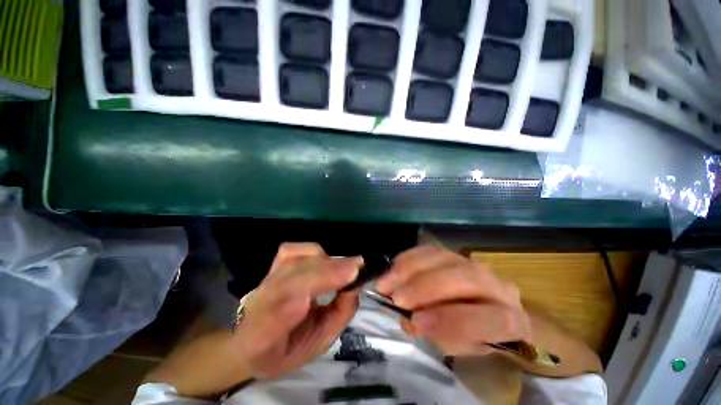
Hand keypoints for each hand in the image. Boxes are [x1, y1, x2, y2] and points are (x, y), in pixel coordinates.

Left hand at [234, 243, 362, 378]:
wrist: (251, 341)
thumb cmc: (287, 349)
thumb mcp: (319, 344)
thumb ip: (339, 315)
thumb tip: (355, 286)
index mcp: (266, 330)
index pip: (290, 300)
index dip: (322, 280)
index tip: (353, 272)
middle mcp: (261, 298)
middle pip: (296, 272)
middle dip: (330, 267)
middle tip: (359, 266)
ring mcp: (266, 277)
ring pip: (297, 257)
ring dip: (325, 260)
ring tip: (342, 269)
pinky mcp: (272, 265)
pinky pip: (295, 249)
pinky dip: (314, 251)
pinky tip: (323, 261)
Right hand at [376, 245, 530, 355]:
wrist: (490, 310)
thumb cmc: (478, 336)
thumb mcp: (464, 348)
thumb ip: (441, 335)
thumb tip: (411, 319)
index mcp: (513, 320)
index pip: (493, 319)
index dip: (453, 320)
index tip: (416, 320)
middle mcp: (496, 285)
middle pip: (466, 277)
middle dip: (426, 286)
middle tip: (396, 297)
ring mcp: (473, 263)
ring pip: (445, 258)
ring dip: (411, 268)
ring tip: (387, 281)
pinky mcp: (454, 253)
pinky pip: (431, 249)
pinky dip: (409, 257)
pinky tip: (394, 267)